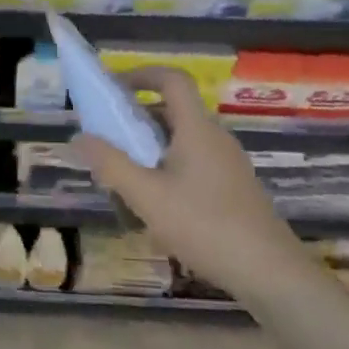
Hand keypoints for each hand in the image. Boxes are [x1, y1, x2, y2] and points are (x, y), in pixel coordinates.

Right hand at [70, 66, 311, 300]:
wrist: (270, 273)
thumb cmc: (205, 226)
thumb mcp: (147, 197)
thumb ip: (110, 164)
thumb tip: (78, 137)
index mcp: (197, 128)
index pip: (172, 79)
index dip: (141, 75)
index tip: (112, 89)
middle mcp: (215, 137)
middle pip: (173, 110)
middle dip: (137, 119)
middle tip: (109, 140)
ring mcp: (228, 163)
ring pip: (182, 140)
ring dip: (151, 148)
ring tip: (126, 178)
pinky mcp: (234, 188)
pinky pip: (194, 162)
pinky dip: (168, 168)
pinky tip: (157, 207)